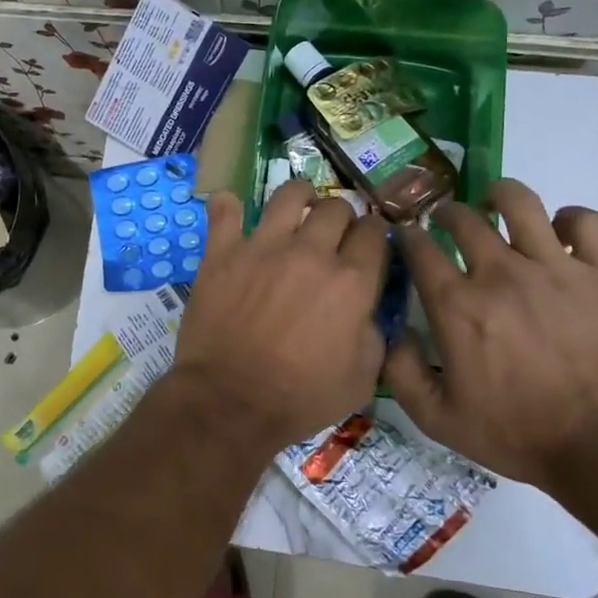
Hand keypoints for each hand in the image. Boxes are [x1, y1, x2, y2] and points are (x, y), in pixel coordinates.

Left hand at [174, 178, 388, 450]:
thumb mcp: (362, 378)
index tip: (368, 241)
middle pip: (335, 207)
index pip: (374, 233)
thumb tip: (364, 308)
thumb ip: (373, 332)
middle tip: (333, 232)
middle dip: (341, 216)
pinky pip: (225, 210)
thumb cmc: (301, 398)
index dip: (374, 234)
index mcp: (351, 281)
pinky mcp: (223, 252)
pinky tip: (231, 207)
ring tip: (298, 204)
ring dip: (299, 195)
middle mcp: (311, 252)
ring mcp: (263, 246)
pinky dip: (228, 206)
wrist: (231, 402)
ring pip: (289, 194)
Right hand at [384, 179, 597, 486]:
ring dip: (500, 195)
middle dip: (446, 212)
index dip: (407, 235)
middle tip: (447, 221)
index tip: (406, 237)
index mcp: (457, 306)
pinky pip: (585, 222)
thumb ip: (401, 372)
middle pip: (464, 217)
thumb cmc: (517, 434)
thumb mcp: (438, 420)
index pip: (419, 248)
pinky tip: (560, 232)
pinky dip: (569, 219)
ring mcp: (554, 267)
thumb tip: (393, 331)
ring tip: (496, 202)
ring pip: (521, 202)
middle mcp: (500, 273)